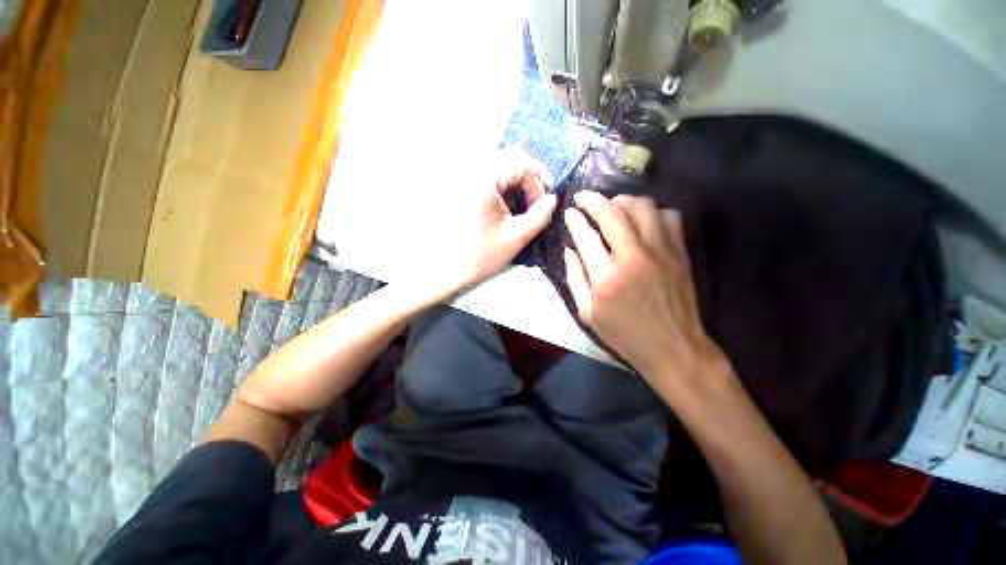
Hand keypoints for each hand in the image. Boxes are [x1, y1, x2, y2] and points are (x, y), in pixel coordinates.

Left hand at [434, 150, 557, 297]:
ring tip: (522, 209)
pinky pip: (488, 180)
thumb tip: (553, 199)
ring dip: (516, 186)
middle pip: (509, 161)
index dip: (538, 182)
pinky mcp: (461, 190)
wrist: (446, 271)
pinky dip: (503, 191)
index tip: (543, 204)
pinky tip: (506, 210)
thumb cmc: (481, 255)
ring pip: (500, 170)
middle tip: (536, 204)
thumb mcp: (516, 236)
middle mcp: (471, 172)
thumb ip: (539, 215)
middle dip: (529, 181)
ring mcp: (464, 180)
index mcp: (484, 179)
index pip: (521, 163)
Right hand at [563, 191, 729, 389]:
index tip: (569, 211)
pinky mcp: (679, 252)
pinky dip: (654, 211)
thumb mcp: (587, 312)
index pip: (585, 234)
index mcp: (606, 275)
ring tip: (613, 206)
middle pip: (612, 212)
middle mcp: (633, 256)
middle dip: (593, 200)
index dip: (574, 218)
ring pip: (643, 207)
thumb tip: (570, 249)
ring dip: (623, 201)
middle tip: (583, 198)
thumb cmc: (623, 333)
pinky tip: (644, 220)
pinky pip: (670, 217)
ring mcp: (661, 251)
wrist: (672, 346)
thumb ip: (574, 278)